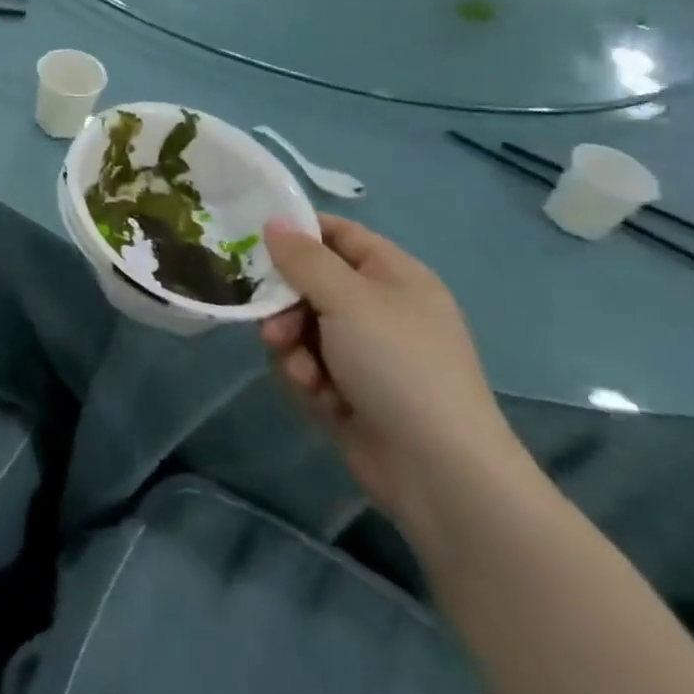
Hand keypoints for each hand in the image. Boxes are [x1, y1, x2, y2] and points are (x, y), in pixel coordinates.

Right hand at [259, 215, 527, 533]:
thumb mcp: (347, 299)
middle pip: (311, 284)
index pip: (338, 234)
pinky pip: (310, 366)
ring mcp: (367, 353)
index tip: (255, 239)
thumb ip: (304, 258)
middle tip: (271, 324)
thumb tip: (274, 221)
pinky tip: (319, 397)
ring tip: (301, 372)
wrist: (439, 471)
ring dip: (293, 347)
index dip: (298, 232)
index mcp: (394, 276)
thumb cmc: (398, 365)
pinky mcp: (352, 391)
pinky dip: (307, 378)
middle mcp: (381, 309)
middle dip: (285, 305)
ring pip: (303, 327)